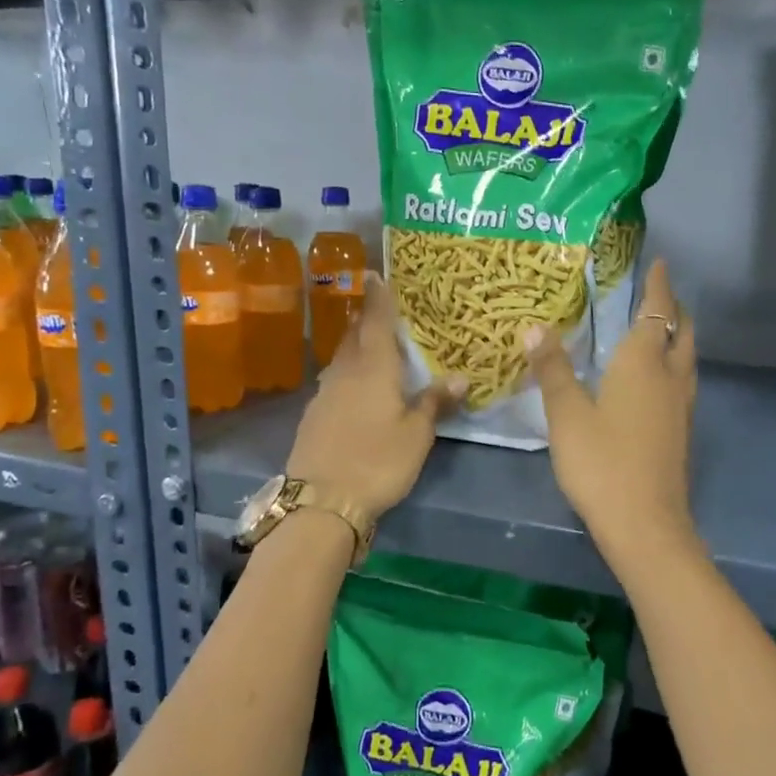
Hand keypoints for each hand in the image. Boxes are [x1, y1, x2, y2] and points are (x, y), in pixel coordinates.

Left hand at [287, 273, 465, 516]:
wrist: (321, 501)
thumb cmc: (377, 461)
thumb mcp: (417, 435)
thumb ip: (436, 402)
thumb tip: (461, 376)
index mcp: (373, 368)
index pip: (376, 321)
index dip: (379, 297)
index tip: (376, 274)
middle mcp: (345, 372)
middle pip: (355, 336)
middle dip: (367, 319)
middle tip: (383, 310)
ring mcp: (325, 393)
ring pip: (342, 358)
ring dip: (356, 346)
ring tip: (373, 345)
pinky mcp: (314, 415)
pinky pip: (335, 380)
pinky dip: (348, 372)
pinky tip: (356, 386)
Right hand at [525, 259, 698, 566]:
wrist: (645, 523)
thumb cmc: (602, 462)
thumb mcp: (567, 414)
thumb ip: (552, 369)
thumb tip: (534, 327)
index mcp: (644, 363)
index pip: (657, 311)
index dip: (659, 286)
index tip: (661, 263)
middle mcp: (671, 377)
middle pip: (682, 331)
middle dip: (674, 308)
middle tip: (658, 294)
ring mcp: (682, 406)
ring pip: (687, 358)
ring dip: (677, 336)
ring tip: (659, 329)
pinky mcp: (682, 431)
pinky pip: (682, 381)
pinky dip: (673, 364)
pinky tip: (654, 380)